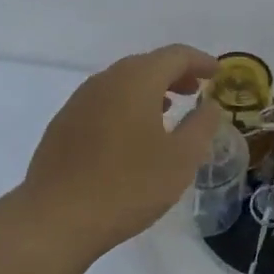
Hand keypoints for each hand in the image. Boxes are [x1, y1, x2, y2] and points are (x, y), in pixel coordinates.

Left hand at [22, 43, 223, 261]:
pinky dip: (126, 105)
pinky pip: (104, 102)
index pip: (175, 55)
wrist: (55, 218)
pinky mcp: (64, 124)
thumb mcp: (181, 159)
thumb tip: (210, 104)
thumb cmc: (128, 186)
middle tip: (195, 90)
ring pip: (122, 82)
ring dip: (149, 90)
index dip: (200, 61)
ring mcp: (79, 101)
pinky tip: (132, 134)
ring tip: (168, 110)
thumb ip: (201, 125)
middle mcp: (105, 81)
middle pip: (146, 64)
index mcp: (136, 80)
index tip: (217, 73)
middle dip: (174, 74)